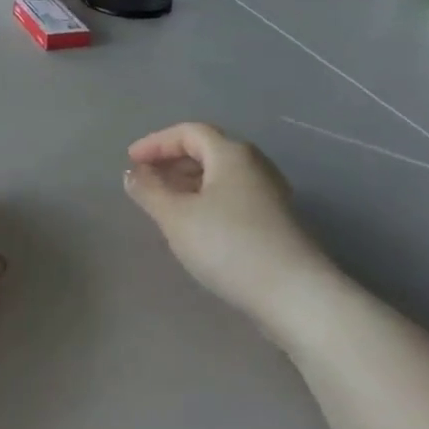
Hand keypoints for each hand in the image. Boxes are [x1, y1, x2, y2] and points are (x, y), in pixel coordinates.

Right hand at [123, 124, 332, 323]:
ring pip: (221, 176)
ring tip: (164, 203)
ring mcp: (270, 194)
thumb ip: (149, 190)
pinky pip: (233, 196)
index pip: (188, 132)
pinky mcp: (277, 222)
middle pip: (207, 150)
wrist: (297, 296)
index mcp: (231, 154)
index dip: (156, 142)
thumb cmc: (229, 245)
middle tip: (145, 180)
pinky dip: (207, 200)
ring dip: (188, 182)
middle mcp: (254, 165)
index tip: (131, 161)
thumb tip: (133, 173)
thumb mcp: (176, 217)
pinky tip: (195, 225)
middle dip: (172, 161)